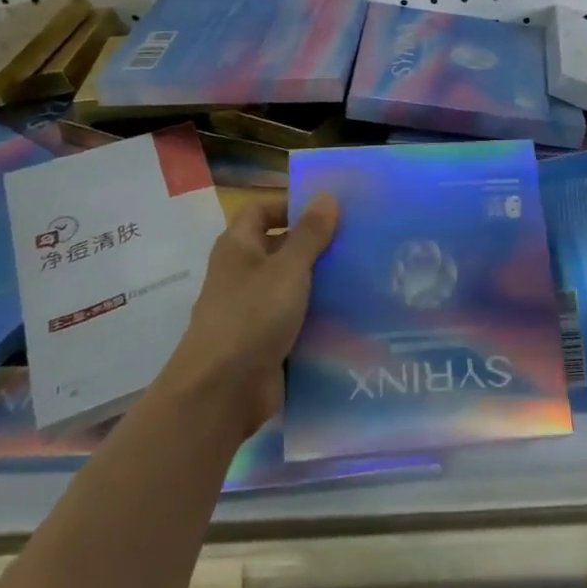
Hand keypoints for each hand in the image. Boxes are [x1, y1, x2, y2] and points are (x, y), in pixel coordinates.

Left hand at [167, 193, 338, 437]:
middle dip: (316, 244)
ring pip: (292, 284)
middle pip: (280, 247)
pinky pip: (297, 317)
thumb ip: (310, 234)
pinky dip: (319, 314)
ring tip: (364, 272)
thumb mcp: (287, 268)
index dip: (290, 205)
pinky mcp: (267, 340)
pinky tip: (353, 311)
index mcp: (238, 246)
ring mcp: (254, 309)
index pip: (261, 210)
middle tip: (357, 240)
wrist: (223, 391)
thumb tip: (326, 196)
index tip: (330, 211)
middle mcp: (243, 273)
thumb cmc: (252, 316)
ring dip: (322, 280)